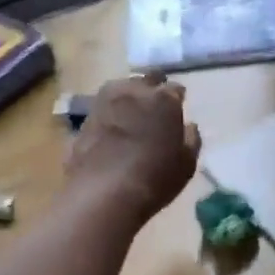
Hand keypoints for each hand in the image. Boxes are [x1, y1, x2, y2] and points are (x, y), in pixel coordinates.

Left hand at [65, 74, 200, 223]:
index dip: (177, 99)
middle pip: (145, 81)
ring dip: (127, 99)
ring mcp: (103, 103)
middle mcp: (132, 91)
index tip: (177, 109)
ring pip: (120, 91)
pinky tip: (111, 133)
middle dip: (151, 89)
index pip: (175, 88)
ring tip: (131, 117)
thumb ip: (190, 139)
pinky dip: (109, 117)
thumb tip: (188, 126)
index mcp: (163, 98)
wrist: (104, 193)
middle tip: (155, 107)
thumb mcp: (186, 164)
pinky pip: (102, 111)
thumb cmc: (155, 179)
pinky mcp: (84, 120)